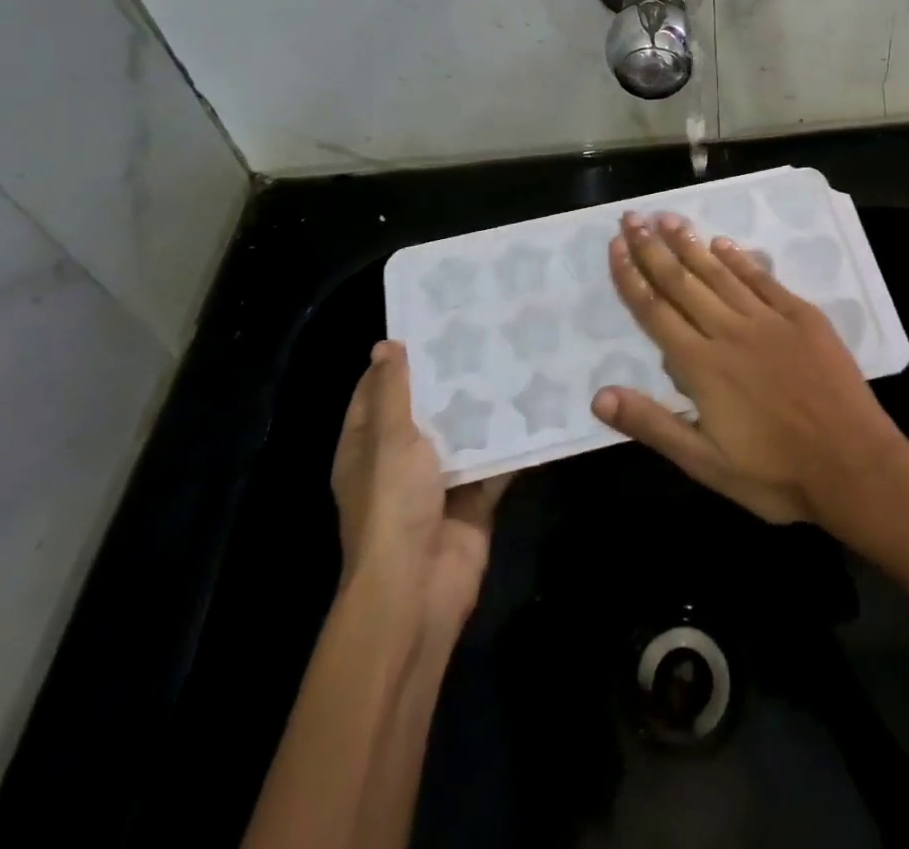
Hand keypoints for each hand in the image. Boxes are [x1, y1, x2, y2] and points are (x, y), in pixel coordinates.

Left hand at [331, 342, 507, 632]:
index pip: (377, 390)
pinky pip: (496, 461)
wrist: (419, 587)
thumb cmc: (392, 506)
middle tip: (486, 331)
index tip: (433, 321)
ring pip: (465, 432)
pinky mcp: (474, 497)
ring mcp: (439, 480)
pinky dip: (514, 440)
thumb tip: (387, 345)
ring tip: (517, 356)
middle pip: (426, 408)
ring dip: (486, 405)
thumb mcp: (389, 439)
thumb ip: (393, 392)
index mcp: (368, 446)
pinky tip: (540, 405)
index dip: (398, 359)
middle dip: (452, 376)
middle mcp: (401, 459)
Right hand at [590, 211, 908, 527]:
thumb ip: (652, 425)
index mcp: (701, 366)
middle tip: (632, 218)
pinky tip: (723, 243)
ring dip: (691, 244)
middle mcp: (729, 331)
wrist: (853, 465)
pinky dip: (740, 259)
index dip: (631, 277)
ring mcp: (769, 319)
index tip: (615, 246)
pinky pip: (763, 279)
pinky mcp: (802, 317)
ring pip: (720, 273)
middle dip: (653, 249)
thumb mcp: (705, 463)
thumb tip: (599, 395)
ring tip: (668, 218)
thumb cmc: (775, 473)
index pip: (655, 311)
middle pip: (682, 282)